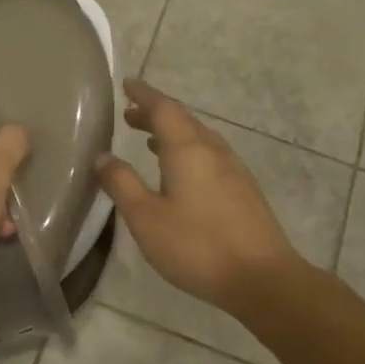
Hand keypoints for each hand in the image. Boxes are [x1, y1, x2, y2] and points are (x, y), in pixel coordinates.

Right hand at [96, 80, 310, 316]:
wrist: (262, 278)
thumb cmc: (196, 245)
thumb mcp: (145, 217)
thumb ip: (122, 183)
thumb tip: (102, 156)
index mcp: (188, 149)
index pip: (163, 108)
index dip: (144, 94)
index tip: (126, 84)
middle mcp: (213, 151)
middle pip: (183, 120)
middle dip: (155, 113)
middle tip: (130, 114)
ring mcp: (233, 170)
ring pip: (199, 138)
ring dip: (172, 133)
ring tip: (149, 140)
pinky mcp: (243, 190)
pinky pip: (210, 156)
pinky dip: (188, 151)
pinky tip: (180, 172)